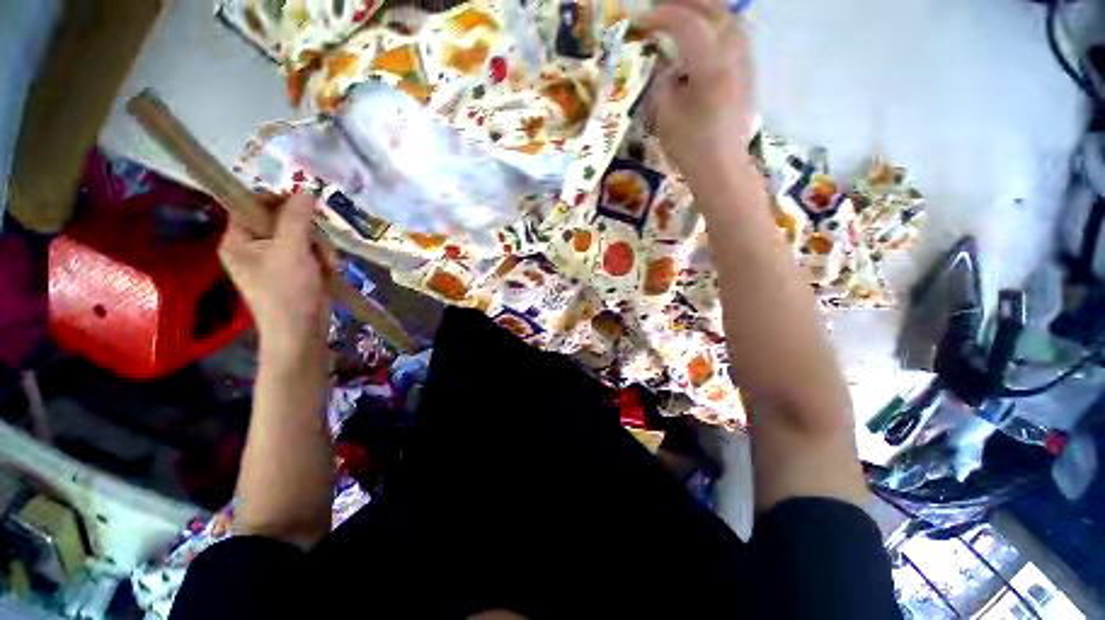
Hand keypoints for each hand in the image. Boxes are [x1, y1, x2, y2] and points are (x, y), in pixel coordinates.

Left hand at [219, 194, 333, 363]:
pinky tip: (327, 270)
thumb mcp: (292, 250)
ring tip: (326, 265)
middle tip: (318, 247)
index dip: (281, 201)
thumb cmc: (289, 291)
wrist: (302, 331)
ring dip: (320, 247)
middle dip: (308, 232)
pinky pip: (311, 251)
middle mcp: (253, 246)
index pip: (254, 204)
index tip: (307, 209)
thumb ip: (297, 218)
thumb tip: (306, 190)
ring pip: (303, 236)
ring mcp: (275, 259)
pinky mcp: (294, 270)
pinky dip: (323, 258)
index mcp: (238, 238)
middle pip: (284, 220)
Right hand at [640, 0, 754, 174]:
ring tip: (682, 13)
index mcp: (711, 68)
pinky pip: (736, 32)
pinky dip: (717, 23)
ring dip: (704, 8)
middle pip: (715, 10)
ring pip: (730, 17)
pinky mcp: (748, 70)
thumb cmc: (690, 147)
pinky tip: (703, 32)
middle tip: (661, 7)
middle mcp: (734, 55)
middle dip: (685, 3)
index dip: (663, 15)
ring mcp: (745, 61)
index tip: (642, 20)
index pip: (689, 24)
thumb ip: (664, 81)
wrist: (721, 166)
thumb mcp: (665, 115)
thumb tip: (667, 62)